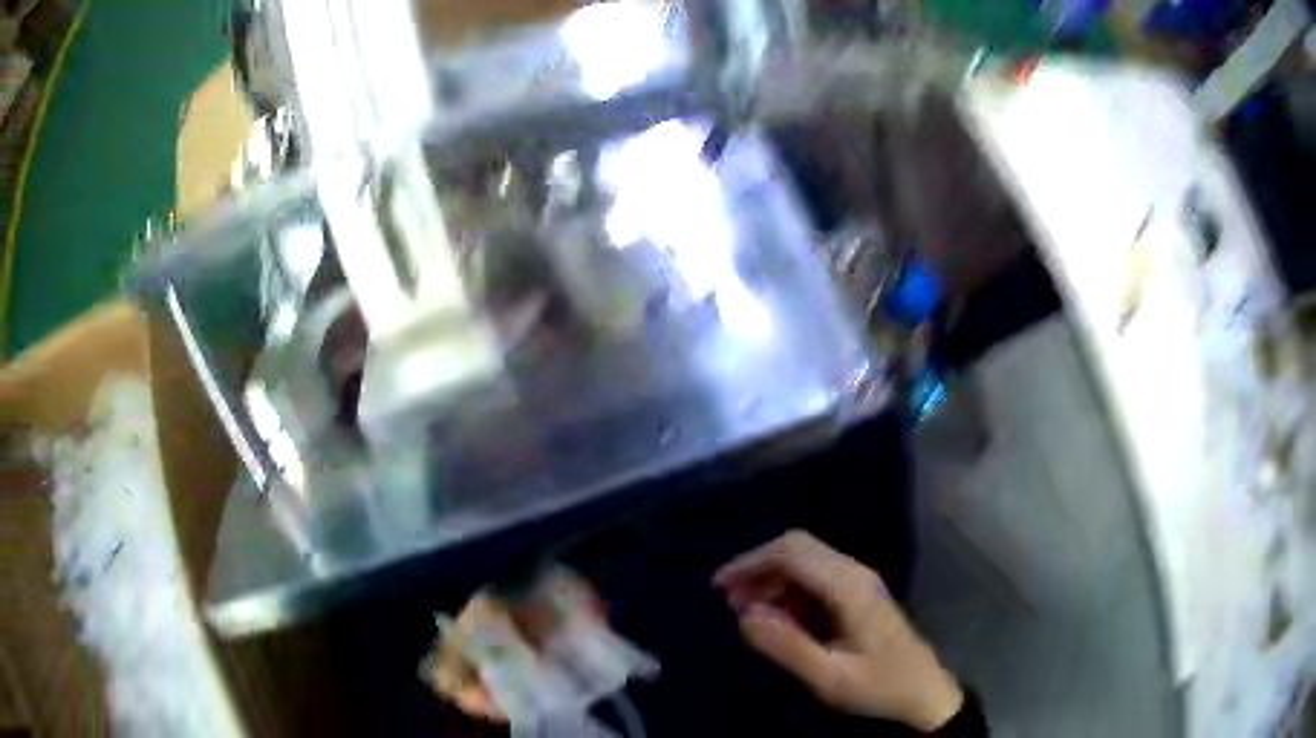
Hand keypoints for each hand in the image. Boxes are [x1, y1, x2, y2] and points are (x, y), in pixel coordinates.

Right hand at [714, 531, 962, 731]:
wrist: (922, 691)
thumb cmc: (878, 686)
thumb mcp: (828, 677)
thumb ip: (786, 646)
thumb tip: (745, 615)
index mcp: (848, 588)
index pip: (792, 554)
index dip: (751, 562)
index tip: (719, 586)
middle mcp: (854, 573)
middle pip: (798, 548)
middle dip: (758, 566)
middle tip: (729, 599)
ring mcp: (858, 581)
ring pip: (806, 560)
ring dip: (772, 577)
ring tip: (745, 610)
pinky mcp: (858, 593)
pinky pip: (816, 577)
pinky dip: (788, 588)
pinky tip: (776, 616)